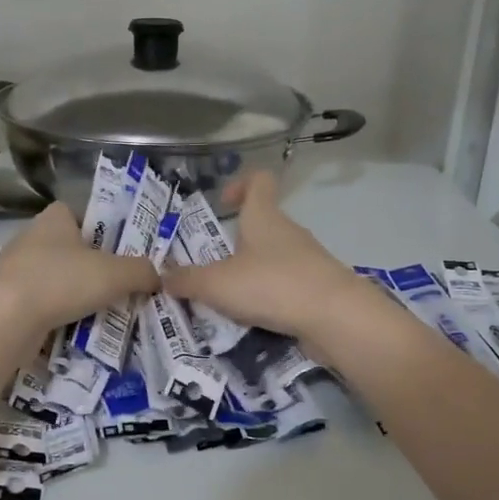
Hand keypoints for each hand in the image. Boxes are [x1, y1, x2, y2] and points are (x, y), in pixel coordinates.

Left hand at [0, 202, 161, 332]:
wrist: (7, 319)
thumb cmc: (62, 281)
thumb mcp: (115, 273)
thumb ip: (141, 271)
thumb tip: (158, 277)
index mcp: (54, 217)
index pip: (80, 213)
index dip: (101, 228)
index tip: (119, 250)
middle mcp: (31, 236)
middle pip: (69, 247)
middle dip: (91, 264)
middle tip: (118, 283)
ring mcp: (15, 268)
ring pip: (54, 276)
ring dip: (73, 291)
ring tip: (101, 309)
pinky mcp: (7, 298)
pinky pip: (41, 301)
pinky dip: (57, 311)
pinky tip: (74, 326)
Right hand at [161, 173, 377, 345]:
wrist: (335, 317)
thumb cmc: (272, 285)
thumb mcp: (217, 284)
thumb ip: (186, 280)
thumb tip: (162, 277)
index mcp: (264, 217)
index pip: (258, 181)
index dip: (239, 184)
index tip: (221, 203)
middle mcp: (287, 232)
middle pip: (261, 223)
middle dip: (235, 242)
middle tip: (209, 265)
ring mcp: (307, 259)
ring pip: (272, 257)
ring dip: (250, 272)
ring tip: (226, 298)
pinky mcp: (317, 288)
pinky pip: (285, 285)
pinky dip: (268, 296)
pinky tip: (252, 317)